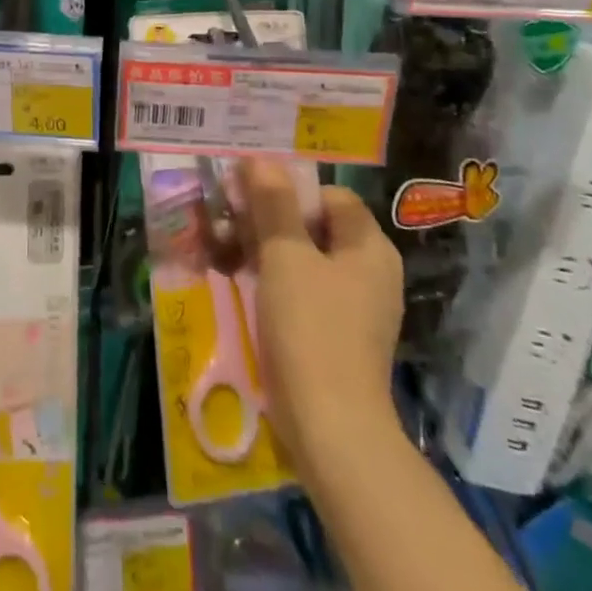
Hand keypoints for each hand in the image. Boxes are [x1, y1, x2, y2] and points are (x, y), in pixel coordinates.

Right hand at [238, 159, 405, 510]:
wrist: (331, 431)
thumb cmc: (312, 330)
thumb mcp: (286, 256)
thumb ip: (273, 203)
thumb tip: (261, 159)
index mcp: (368, 247)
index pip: (328, 196)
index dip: (289, 191)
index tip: (249, 198)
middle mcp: (369, 272)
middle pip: (313, 226)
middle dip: (267, 220)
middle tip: (226, 223)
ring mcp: (353, 308)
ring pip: (303, 259)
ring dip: (262, 250)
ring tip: (222, 253)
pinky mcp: (335, 337)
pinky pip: (301, 292)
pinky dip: (272, 283)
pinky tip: (239, 284)